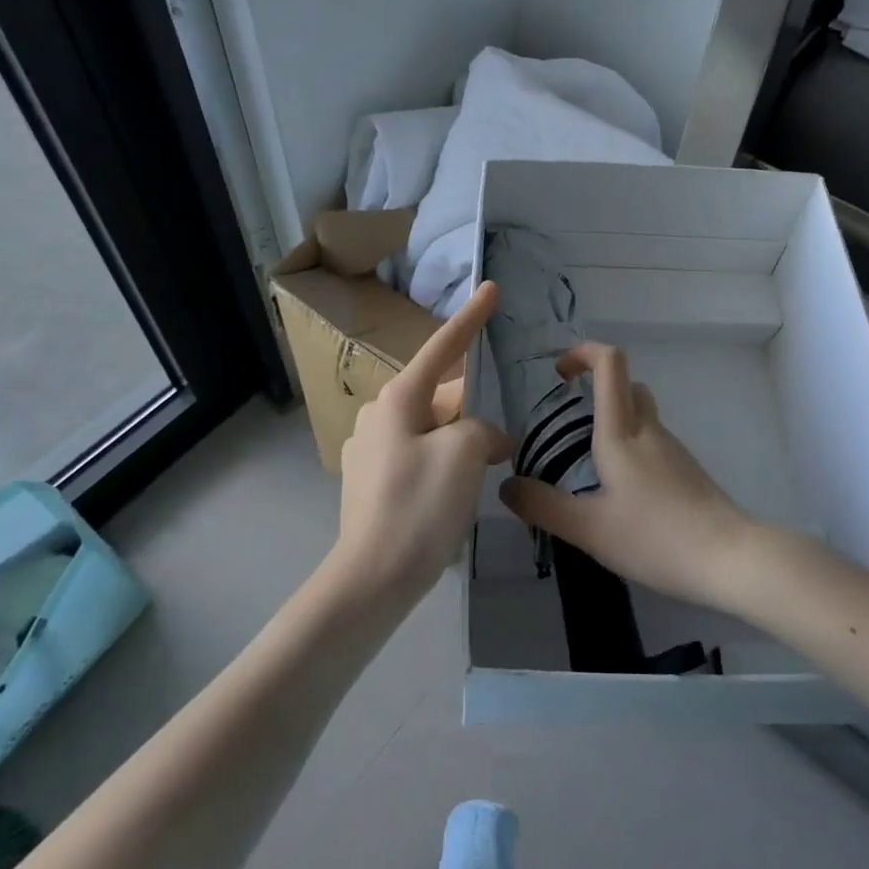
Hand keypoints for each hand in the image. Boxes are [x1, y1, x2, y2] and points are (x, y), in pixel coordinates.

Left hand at [335, 281, 513, 601]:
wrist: (371, 580)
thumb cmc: (419, 507)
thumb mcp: (464, 455)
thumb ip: (482, 430)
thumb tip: (484, 439)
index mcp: (398, 400)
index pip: (443, 348)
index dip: (471, 318)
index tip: (491, 288)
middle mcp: (378, 415)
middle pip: (441, 398)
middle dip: (473, 413)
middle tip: (499, 447)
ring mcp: (369, 450)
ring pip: (431, 430)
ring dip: (460, 443)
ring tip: (481, 475)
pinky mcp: (370, 481)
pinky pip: (417, 457)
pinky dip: (442, 465)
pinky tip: (452, 496)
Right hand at [500, 342, 760, 610]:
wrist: (730, 559)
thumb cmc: (656, 537)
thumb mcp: (589, 529)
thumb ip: (543, 506)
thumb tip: (506, 486)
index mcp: (622, 432)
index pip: (610, 363)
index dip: (583, 353)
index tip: (559, 372)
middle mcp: (649, 430)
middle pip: (627, 385)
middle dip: (596, 388)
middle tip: (568, 418)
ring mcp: (673, 450)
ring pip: (642, 414)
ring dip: (614, 420)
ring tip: (587, 463)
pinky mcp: (687, 471)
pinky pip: (653, 442)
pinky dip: (632, 447)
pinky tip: (621, 492)